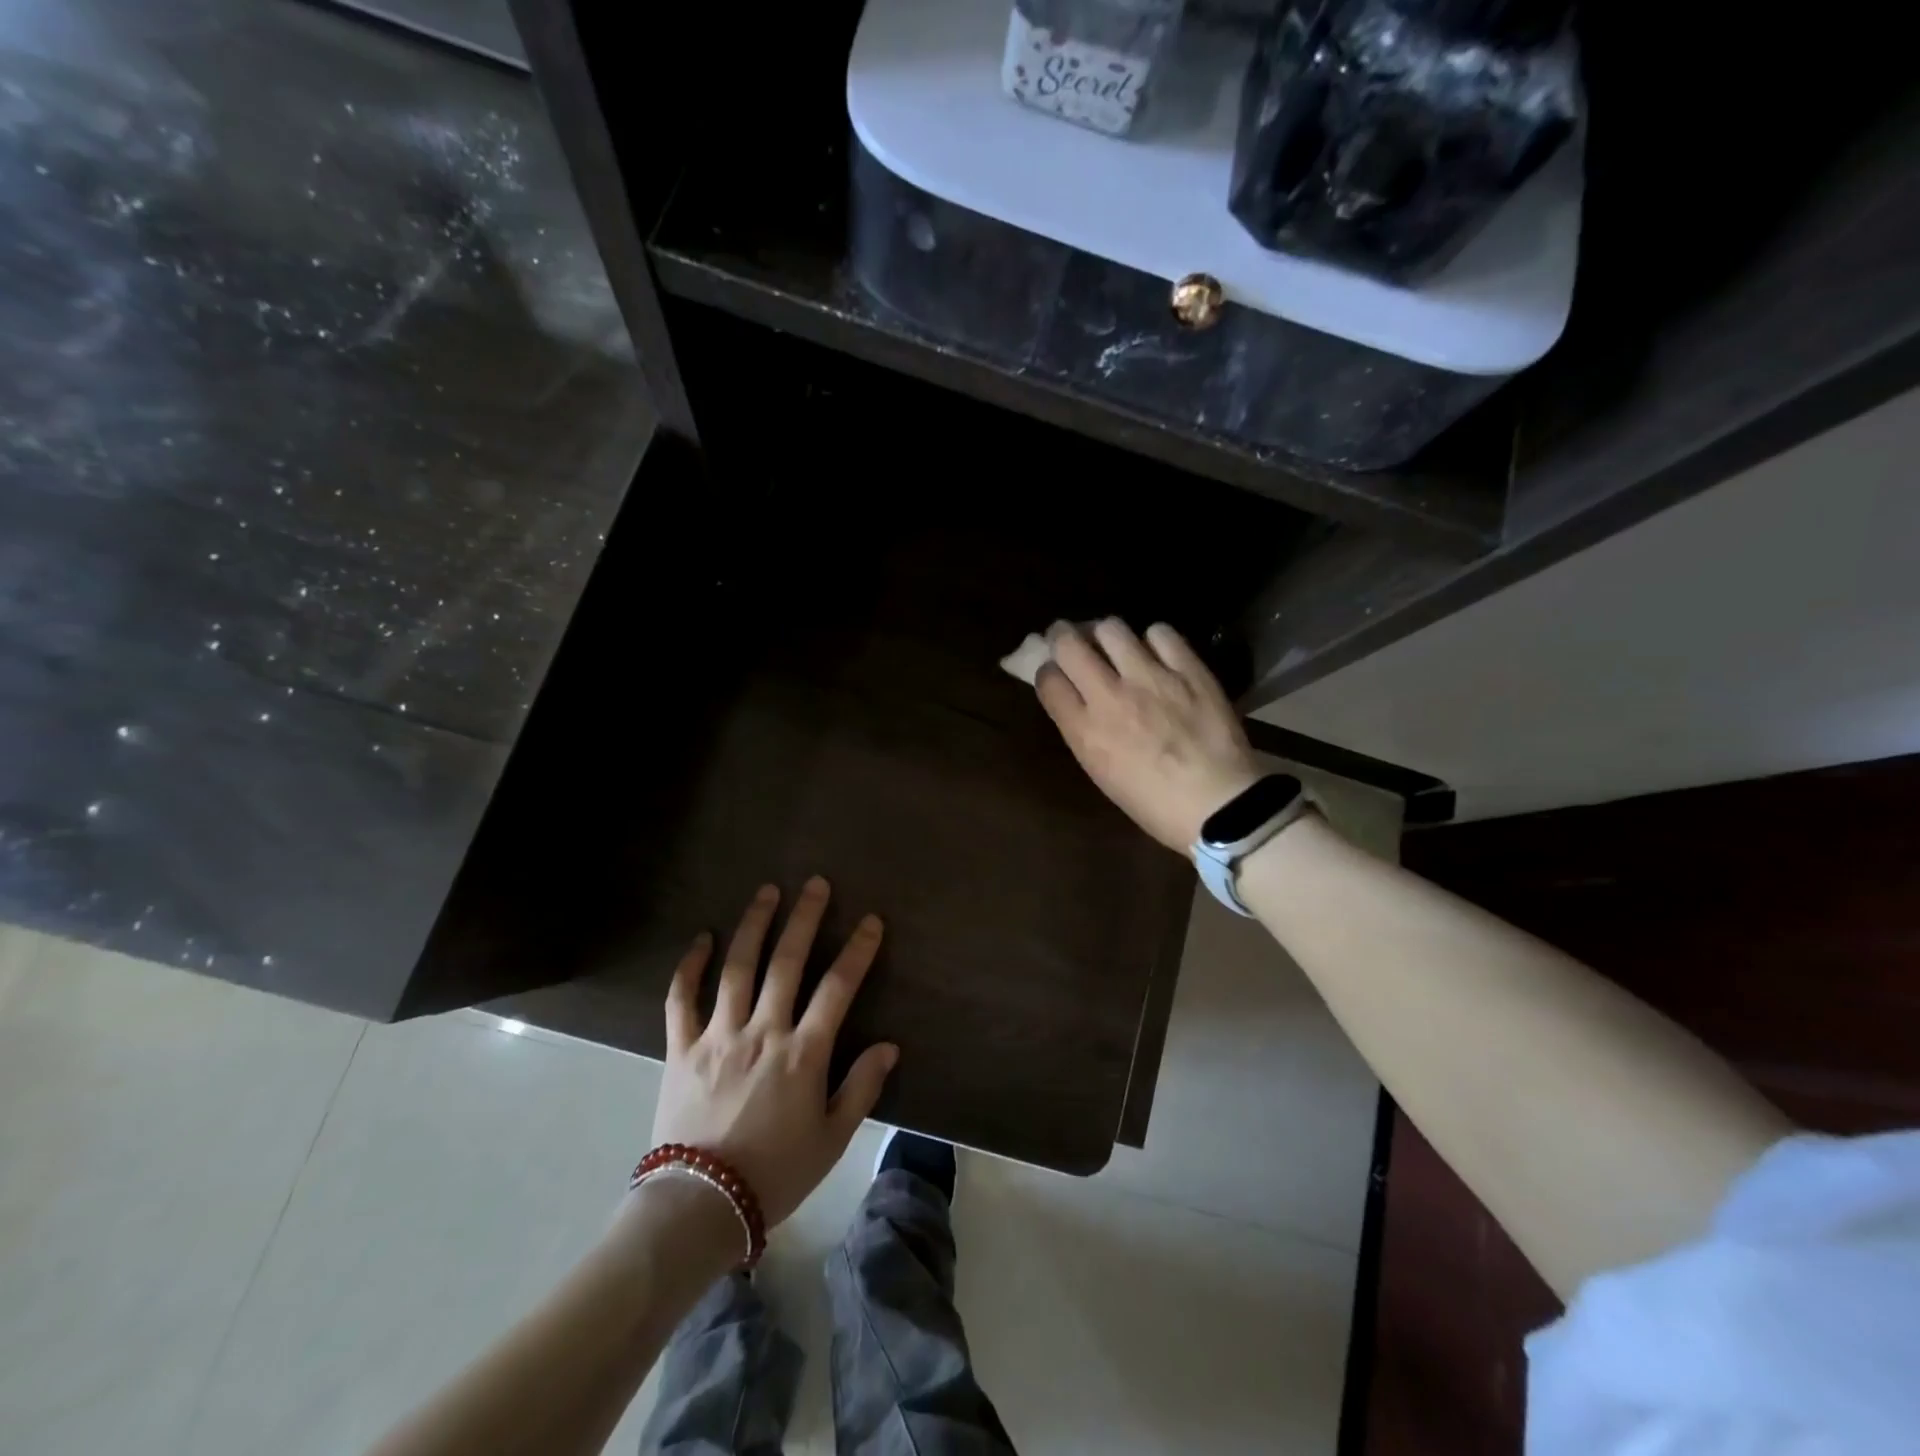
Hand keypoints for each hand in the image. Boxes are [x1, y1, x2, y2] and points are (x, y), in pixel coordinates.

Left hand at [650, 877, 898, 1227]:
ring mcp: (718, 1036)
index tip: (871, 920)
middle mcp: (762, 1032)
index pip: (838, 988)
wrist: (699, 1207)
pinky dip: (690, 966)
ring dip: (754, 925)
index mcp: (802, 1053)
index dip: (858, 951)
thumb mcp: (832, 1139)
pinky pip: (681, 999)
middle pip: (787, 962)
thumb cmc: (775, 1175)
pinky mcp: (681, 1048)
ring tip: (767, 892)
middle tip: (815, 884)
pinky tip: (702, 938)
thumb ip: (861, 1088)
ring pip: (737, 968)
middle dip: (805, 919)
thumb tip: (888, 1046)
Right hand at [1034, 619, 1260, 851]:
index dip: (1048, 671)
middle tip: (1070, 638)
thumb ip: (1085, 731)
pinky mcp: (1188, 669)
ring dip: (1106, 634)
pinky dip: (1154, 640)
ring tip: (1116, 644)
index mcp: (1084, 730)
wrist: (1220, 806)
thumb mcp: (1102, 773)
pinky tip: (1158, 652)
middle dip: (1062, 636)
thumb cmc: (1154, 805)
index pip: (1047, 678)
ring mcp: (1150, 677)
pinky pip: (1160, 633)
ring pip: (1111, 628)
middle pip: (1068, 643)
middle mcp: (1109, 695)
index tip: (1057, 673)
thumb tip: (1080, 701)